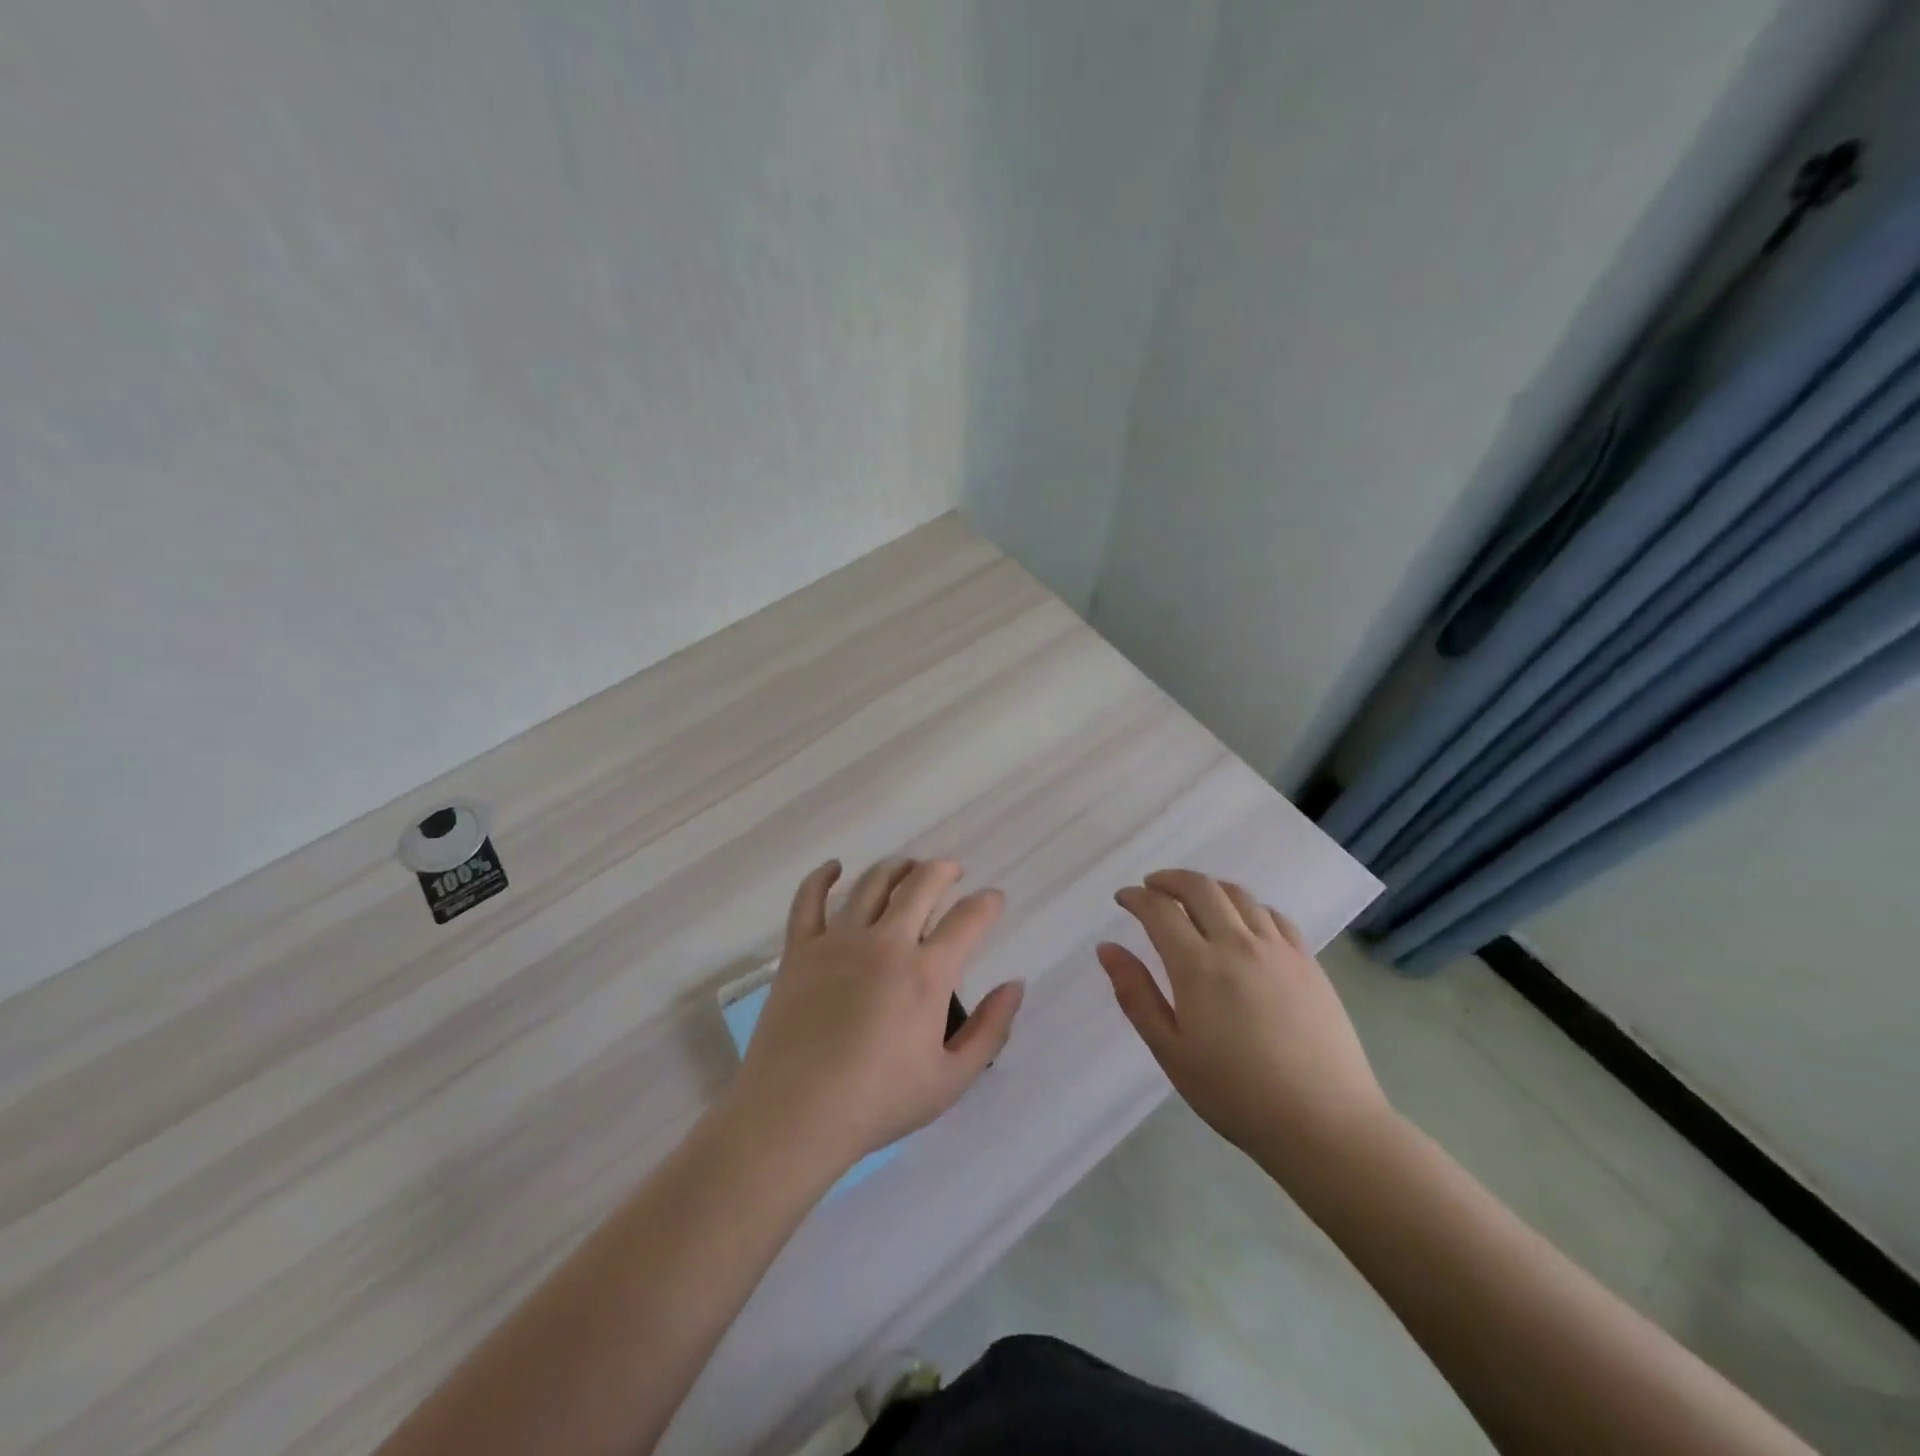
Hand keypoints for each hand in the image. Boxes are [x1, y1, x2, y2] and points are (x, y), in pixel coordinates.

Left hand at [726, 858, 1024, 1174]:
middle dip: (943, 870)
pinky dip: (822, 877)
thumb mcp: (951, 1080)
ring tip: (907, 868)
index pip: (968, 919)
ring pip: (872, 884)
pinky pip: (809, 899)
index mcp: (926, 973)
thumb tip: (1015, 985)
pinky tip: (834, 868)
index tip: (993, 899)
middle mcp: (885, 943)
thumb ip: (990, 1030)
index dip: (987, 903)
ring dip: (896, 868)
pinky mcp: (800, 949)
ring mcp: (838, 941)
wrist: (795, 1115)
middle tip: (952, 872)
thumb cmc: (878, 1102)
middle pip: (920, 884)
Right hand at [1098, 869, 1391, 1175]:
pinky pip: (1273, 915)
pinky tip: (1242, 923)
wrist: (1325, 1124)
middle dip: (1169, 879)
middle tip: (1152, 887)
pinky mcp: (1308, 962)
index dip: (1136, 897)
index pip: (1160, 910)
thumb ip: (1136, 994)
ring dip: (1208, 888)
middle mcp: (1238, 944)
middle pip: (1200, 887)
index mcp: (1198, 967)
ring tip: (1193, 899)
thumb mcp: (1171, 1051)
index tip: (1123, 898)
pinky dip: (1248, 906)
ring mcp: (1278, 950)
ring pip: (1238, 895)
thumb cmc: (1236, 1095)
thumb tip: (1107, 948)